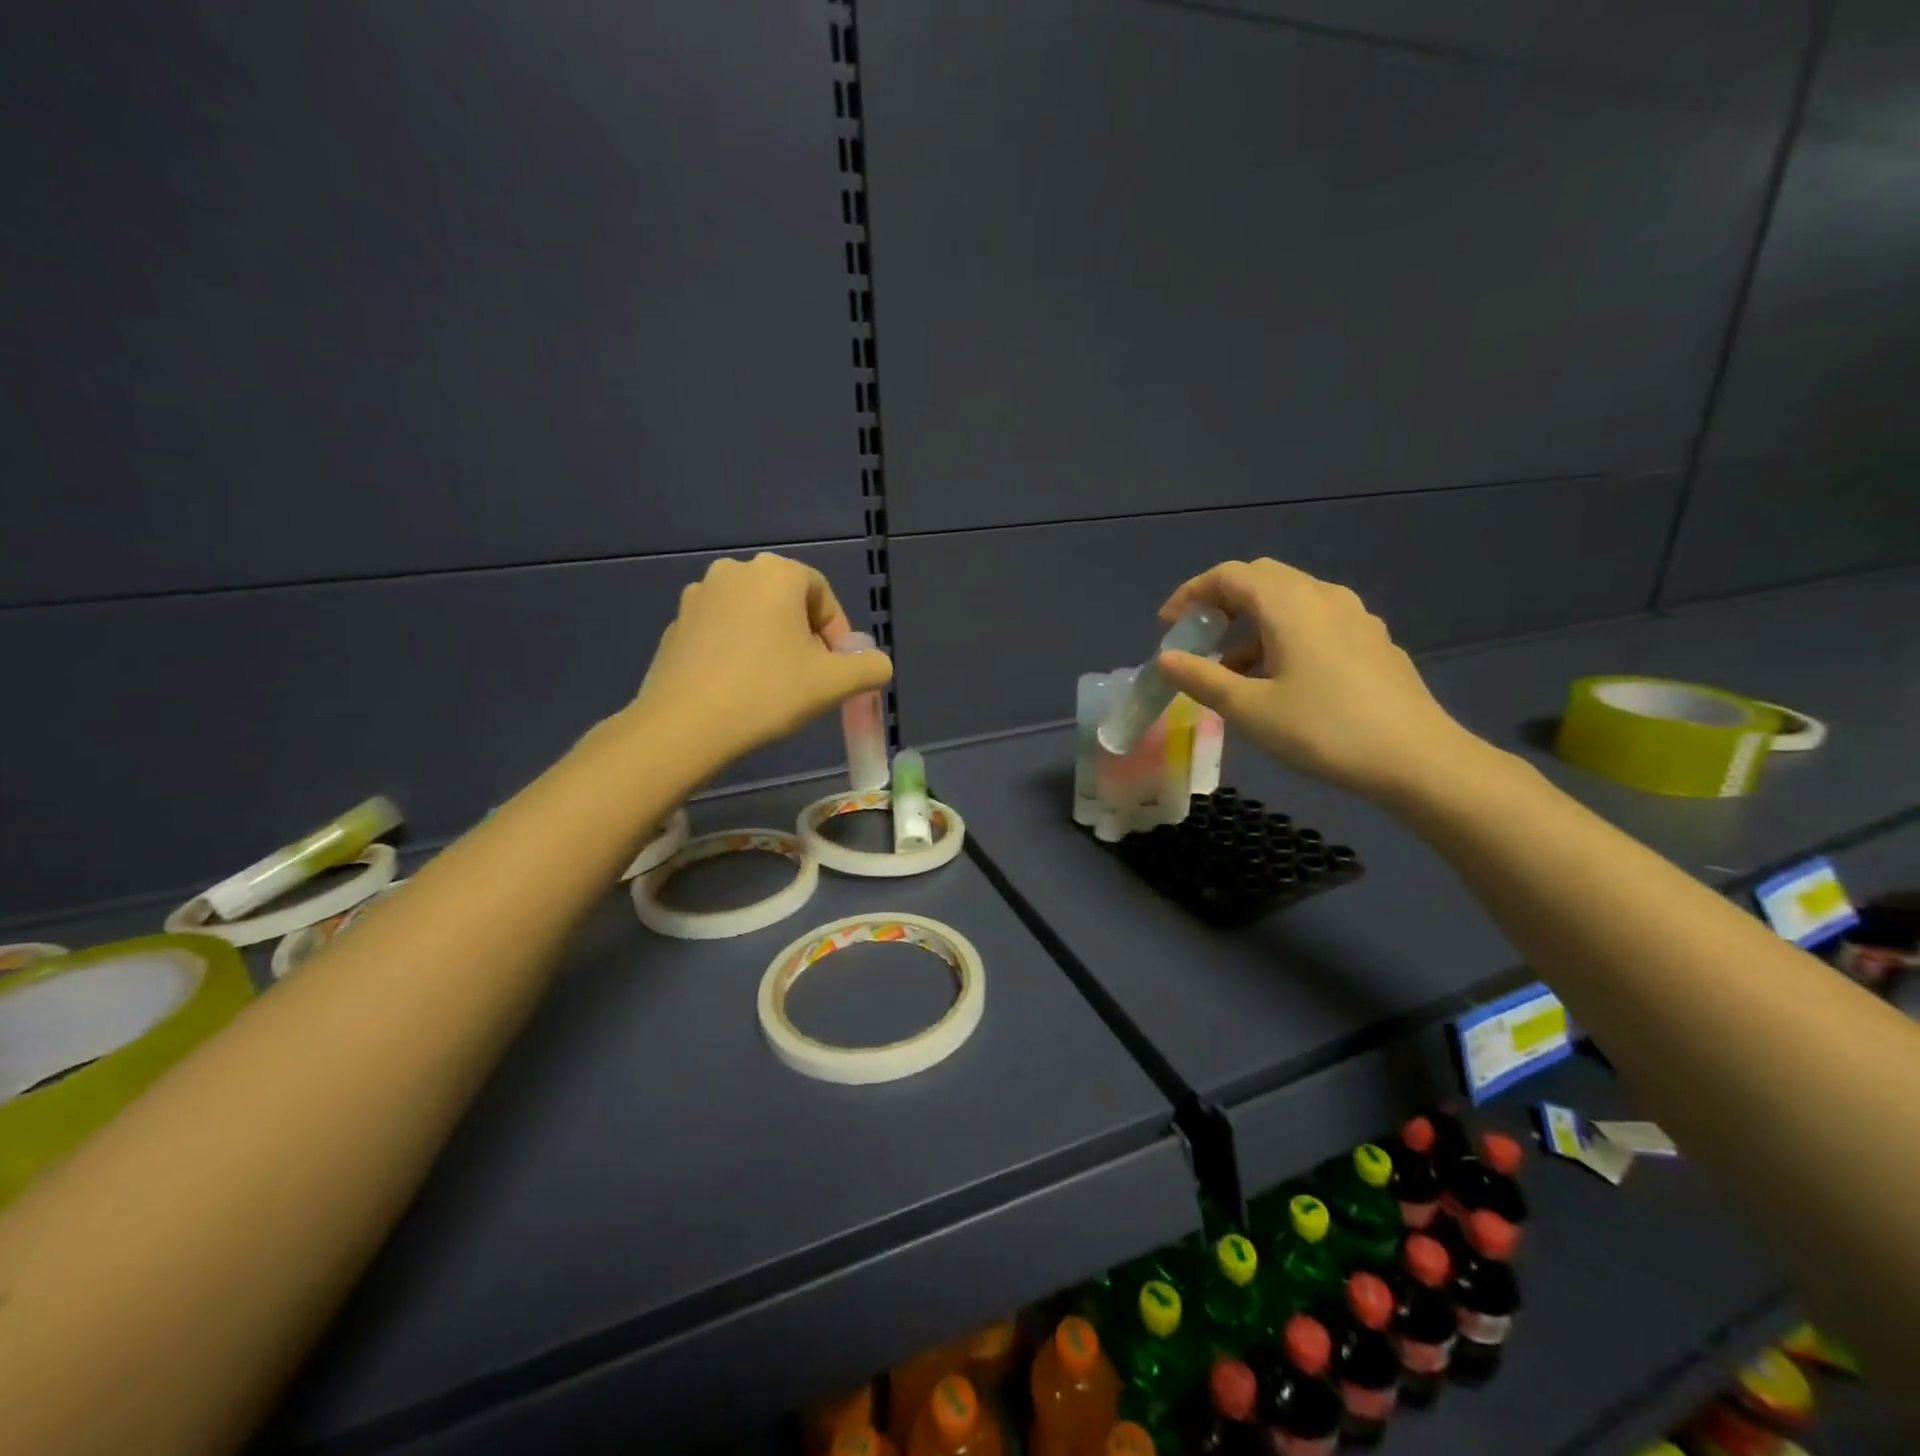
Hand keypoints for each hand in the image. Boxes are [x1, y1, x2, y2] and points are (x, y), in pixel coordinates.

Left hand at [628, 553, 890, 765]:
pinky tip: (739, 689)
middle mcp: (734, 572)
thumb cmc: (768, 693)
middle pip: (787, 602)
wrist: (685, 726)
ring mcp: (698, 596)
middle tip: (809, 679)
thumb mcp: (835, 683)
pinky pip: (722, 633)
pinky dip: (738, 653)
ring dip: (771, 644)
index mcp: (775, 573)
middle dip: (804, 638)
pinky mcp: (676, 625)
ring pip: (753, 617)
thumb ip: (870, 667)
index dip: (837, 633)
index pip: (822, 593)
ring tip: (774, 686)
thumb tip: (876, 664)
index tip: (836, 670)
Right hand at [1155, 559, 1481, 803]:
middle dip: (1221, 603)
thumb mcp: (1250, 709)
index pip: (1229, 576)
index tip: (1167, 626)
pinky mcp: (1373, 641)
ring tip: (1233, 669)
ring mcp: (1355, 617)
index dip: (1191, 594)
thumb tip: (1166, 659)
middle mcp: (1323, 597)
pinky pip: (1316, 621)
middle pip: (1262, 580)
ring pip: (1291, 601)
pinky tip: (1280, 679)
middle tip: (1198, 639)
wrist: (1417, 759)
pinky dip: (1283, 636)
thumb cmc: (1324, 730)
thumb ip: (1203, 678)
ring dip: (1252, 624)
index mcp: (1290, 604)